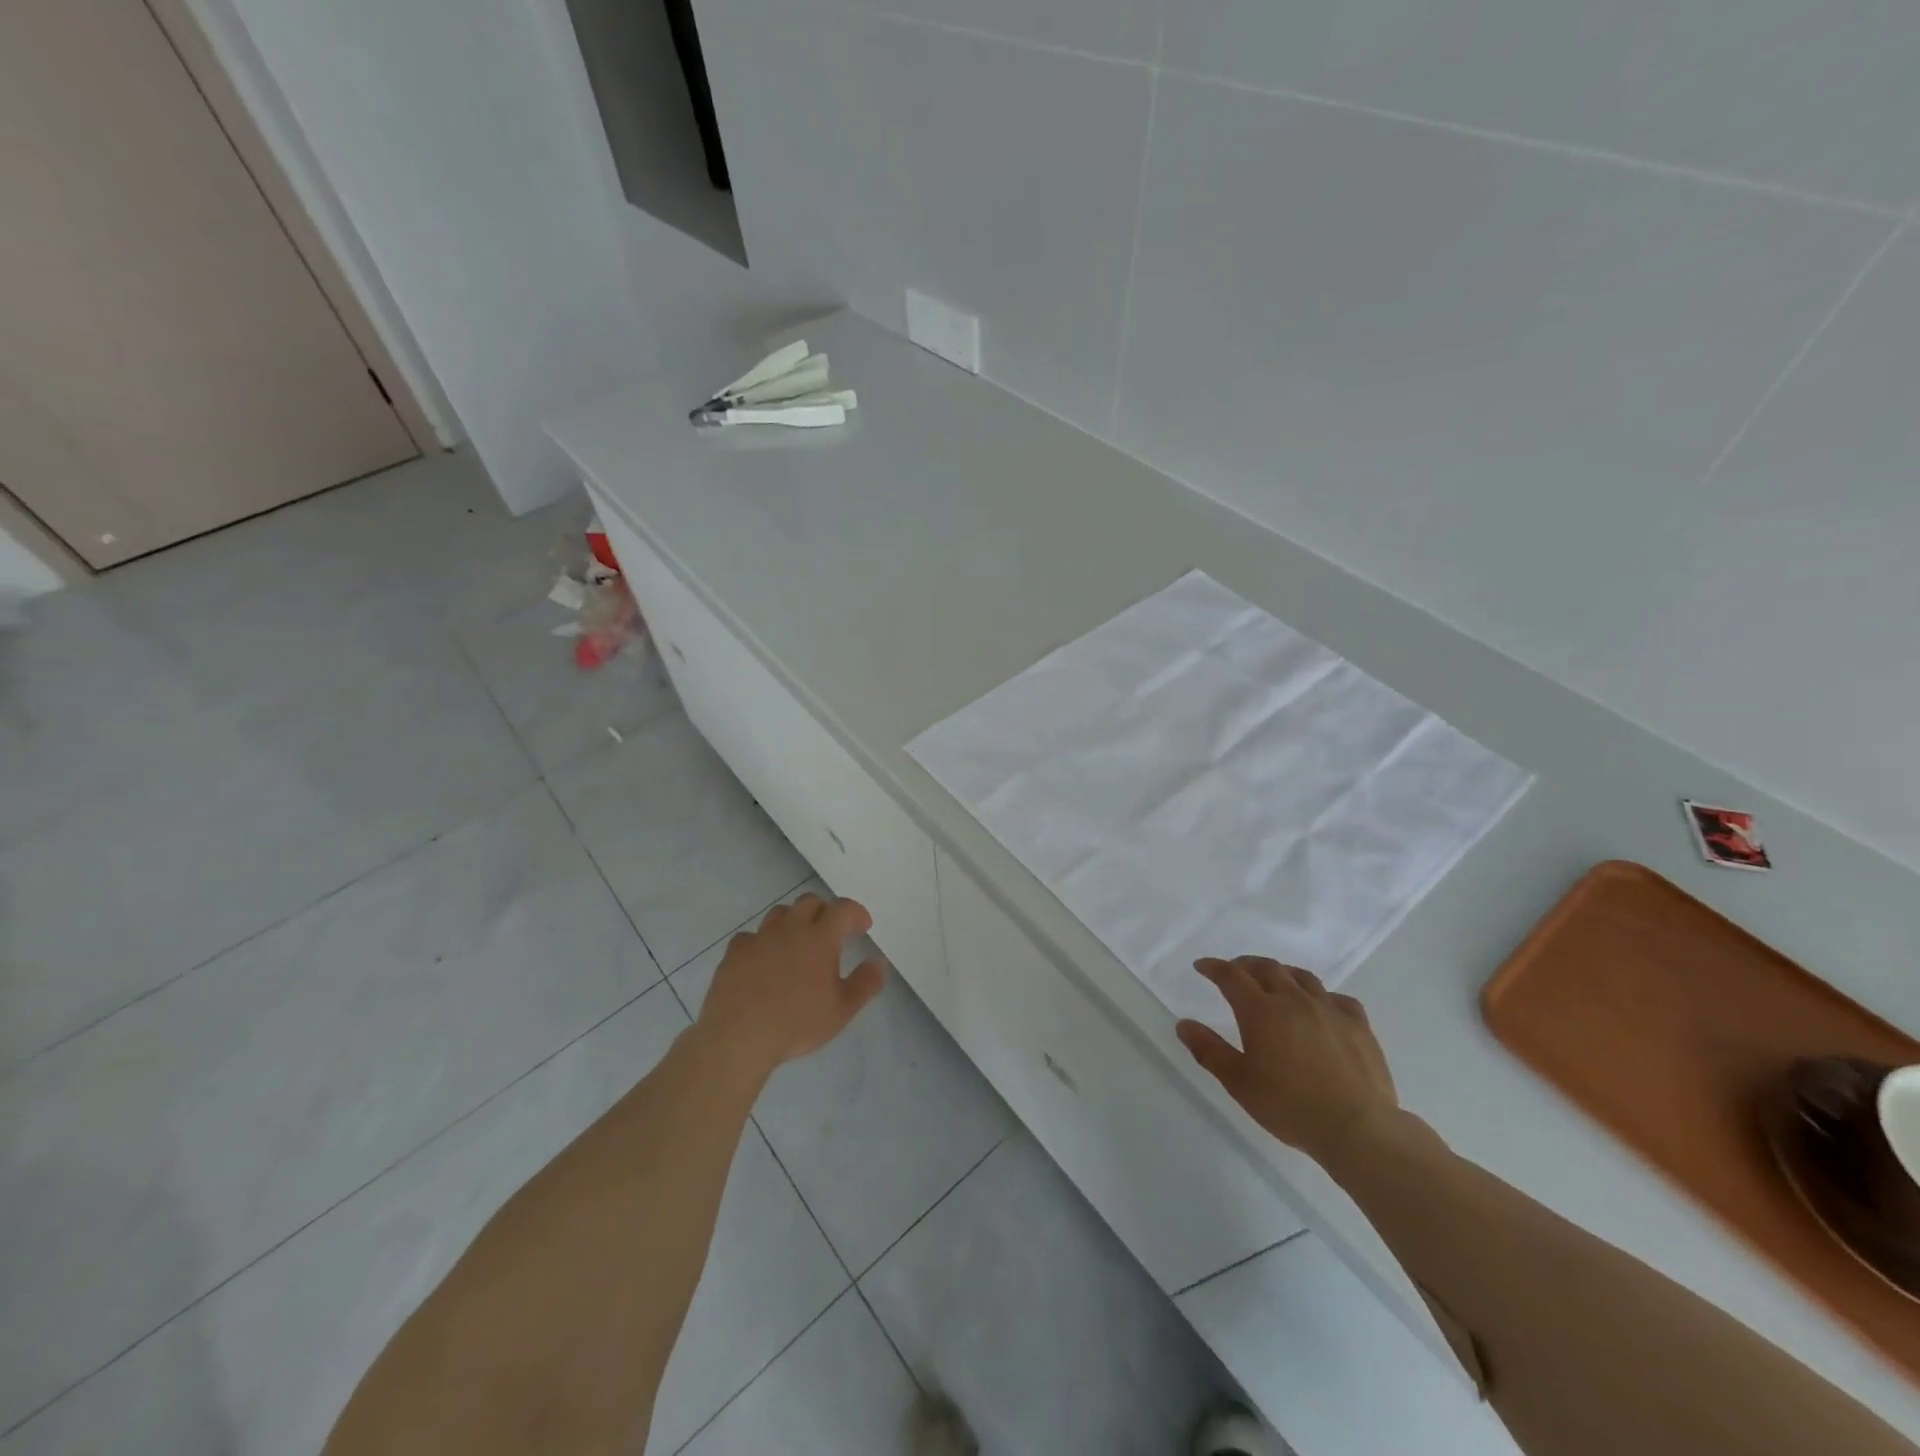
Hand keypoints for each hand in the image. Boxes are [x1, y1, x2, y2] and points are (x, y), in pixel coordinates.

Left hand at [696, 893, 886, 1075]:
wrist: (738, 1037)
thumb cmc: (797, 1024)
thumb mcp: (842, 1011)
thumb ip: (865, 984)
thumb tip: (877, 963)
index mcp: (820, 938)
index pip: (842, 909)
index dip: (855, 913)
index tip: (862, 927)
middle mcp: (790, 929)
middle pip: (810, 901)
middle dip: (824, 911)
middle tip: (830, 933)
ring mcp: (759, 938)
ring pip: (780, 913)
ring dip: (794, 921)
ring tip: (797, 942)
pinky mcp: (735, 952)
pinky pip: (752, 936)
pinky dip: (763, 942)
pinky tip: (763, 960)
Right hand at [1176, 957, 1399, 1166]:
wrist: (1358, 1129)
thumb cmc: (1290, 1107)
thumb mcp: (1239, 1083)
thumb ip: (1209, 1050)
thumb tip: (1183, 1024)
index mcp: (1261, 1011)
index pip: (1231, 976)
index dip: (1214, 967)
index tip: (1202, 966)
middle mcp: (1294, 1000)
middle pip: (1267, 967)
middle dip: (1246, 965)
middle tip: (1235, 971)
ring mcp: (1329, 1010)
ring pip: (1302, 977)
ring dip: (1282, 973)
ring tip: (1275, 982)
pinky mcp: (1358, 1025)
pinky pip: (1337, 998)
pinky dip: (1321, 996)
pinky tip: (1321, 1008)